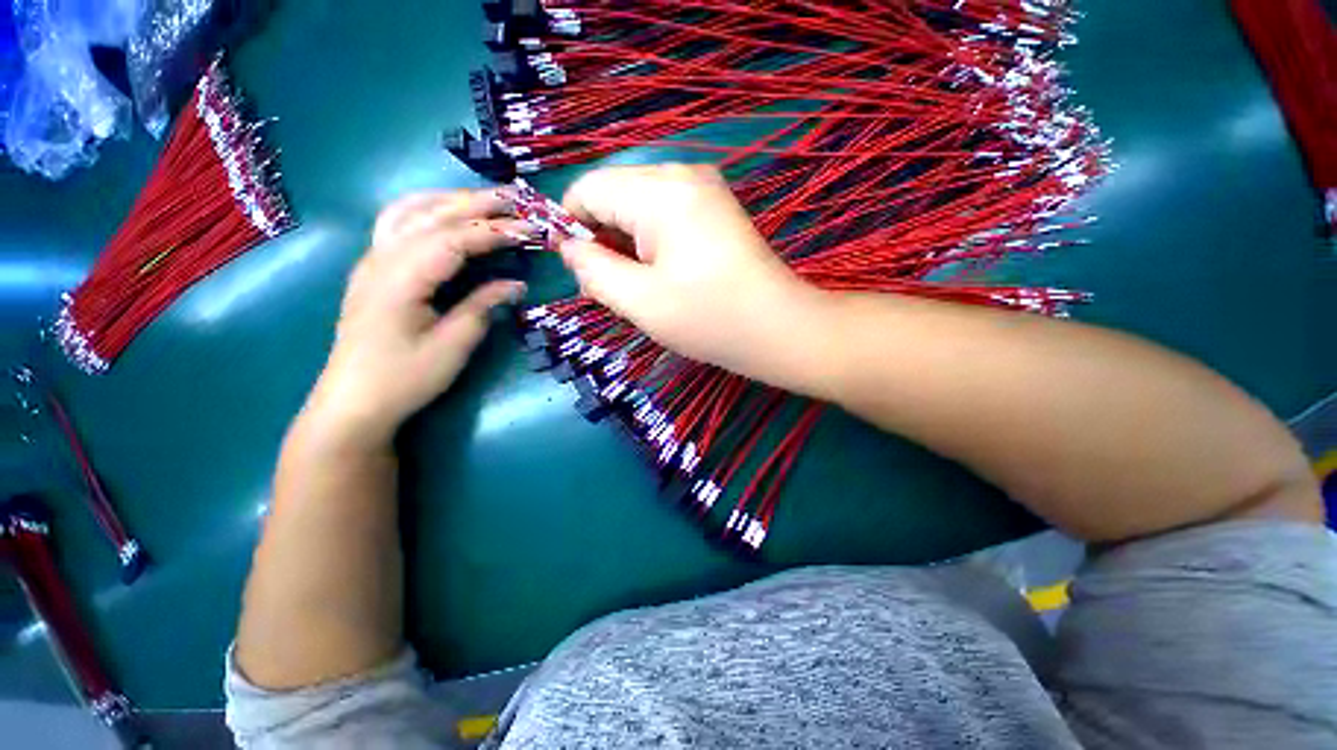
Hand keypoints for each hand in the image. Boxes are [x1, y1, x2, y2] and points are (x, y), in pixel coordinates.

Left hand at [304, 189, 528, 447]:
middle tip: (516, 200)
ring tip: (485, 201)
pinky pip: (399, 224)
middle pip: (431, 215)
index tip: (530, 229)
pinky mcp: (374, 270)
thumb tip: (516, 285)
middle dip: (475, 203)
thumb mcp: (452, 346)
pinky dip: (427, 210)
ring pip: (409, 211)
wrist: (354, 402)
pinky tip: (444, 215)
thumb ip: (483, 307)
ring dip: (449, 200)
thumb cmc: (405, 378)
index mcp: (401, 278)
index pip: (454, 239)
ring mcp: (373, 261)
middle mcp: (382, 258)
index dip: (494, 231)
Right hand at [558, 164, 823, 380]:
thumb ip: (594, 271)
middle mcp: (681, 175)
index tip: (575, 270)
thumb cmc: (709, 319)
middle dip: (601, 240)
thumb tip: (570, 249)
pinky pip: (664, 215)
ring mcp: (703, 189)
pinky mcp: (715, 208)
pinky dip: (650, 243)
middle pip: (614, 196)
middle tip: (607, 289)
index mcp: (660, 192)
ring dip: (625, 245)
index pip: (589, 189)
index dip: (570, 226)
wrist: (779, 329)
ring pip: (638, 207)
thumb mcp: (640, 301)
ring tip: (634, 288)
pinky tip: (658, 275)